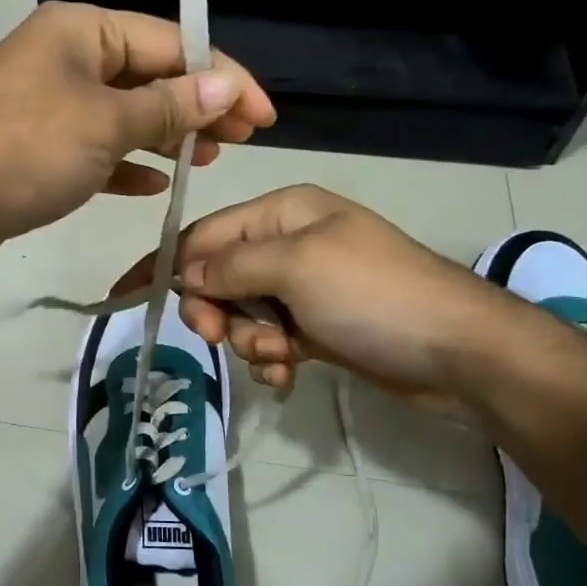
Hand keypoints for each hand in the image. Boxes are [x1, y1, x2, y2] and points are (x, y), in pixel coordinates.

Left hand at [0, 2, 274, 276]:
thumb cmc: (24, 149)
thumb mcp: (106, 122)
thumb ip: (169, 104)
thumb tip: (225, 86)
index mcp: (82, 30)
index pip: (171, 41)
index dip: (223, 77)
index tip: (264, 117)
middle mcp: (64, 57)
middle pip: (148, 75)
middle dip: (196, 107)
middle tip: (241, 141)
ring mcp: (46, 104)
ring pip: (122, 114)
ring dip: (165, 135)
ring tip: (206, 161)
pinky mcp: (34, 149)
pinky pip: (94, 149)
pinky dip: (125, 163)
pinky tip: (154, 184)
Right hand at [154, 185, 521, 403]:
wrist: (460, 352)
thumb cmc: (374, 294)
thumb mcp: (296, 267)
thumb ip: (232, 266)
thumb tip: (185, 272)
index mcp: (283, 212)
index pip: (204, 234)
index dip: (165, 264)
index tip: (126, 296)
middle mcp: (289, 243)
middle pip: (219, 275)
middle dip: (217, 310)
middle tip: (223, 338)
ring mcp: (305, 287)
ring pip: (242, 313)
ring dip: (250, 340)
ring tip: (281, 356)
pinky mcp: (318, 326)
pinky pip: (271, 338)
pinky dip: (272, 357)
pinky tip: (290, 373)